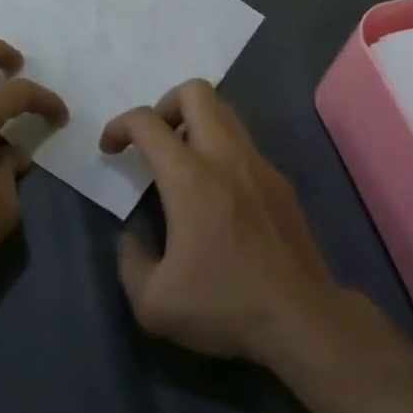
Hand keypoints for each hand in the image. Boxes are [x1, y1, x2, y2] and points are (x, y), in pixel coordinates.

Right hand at [102, 80, 342, 367]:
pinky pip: (243, 144)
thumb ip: (129, 260)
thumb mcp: (153, 302)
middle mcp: (225, 157)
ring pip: (224, 112)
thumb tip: (131, 237)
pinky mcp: (280, 183)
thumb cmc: (224, 306)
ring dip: (195, 123)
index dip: (119, 126)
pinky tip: (216, 195)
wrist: (303, 320)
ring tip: (181, 164)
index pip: (147, 122)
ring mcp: (258, 165)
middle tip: (153, 142)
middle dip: (165, 105)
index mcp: (189, 178)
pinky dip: (221, 150)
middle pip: (195, 92)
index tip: (110, 150)